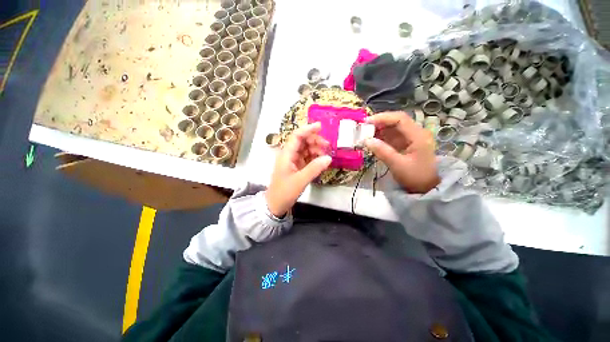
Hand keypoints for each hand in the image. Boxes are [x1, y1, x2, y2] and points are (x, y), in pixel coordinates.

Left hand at [266, 122, 331, 216]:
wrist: (275, 204)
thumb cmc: (284, 192)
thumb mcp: (300, 181)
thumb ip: (314, 169)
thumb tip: (329, 158)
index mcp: (286, 154)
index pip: (296, 136)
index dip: (308, 129)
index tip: (321, 126)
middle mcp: (289, 154)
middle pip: (302, 141)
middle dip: (315, 140)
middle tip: (327, 146)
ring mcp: (292, 160)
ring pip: (305, 149)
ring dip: (315, 149)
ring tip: (326, 155)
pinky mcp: (296, 166)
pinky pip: (306, 157)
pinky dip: (314, 157)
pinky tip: (321, 160)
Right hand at [364, 111, 439, 192]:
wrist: (426, 187)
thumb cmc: (415, 177)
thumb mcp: (398, 165)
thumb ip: (382, 151)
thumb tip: (366, 140)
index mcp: (418, 136)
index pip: (400, 119)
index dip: (383, 118)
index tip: (367, 122)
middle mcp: (415, 133)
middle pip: (396, 121)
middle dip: (379, 123)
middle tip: (363, 128)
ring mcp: (410, 138)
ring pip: (393, 128)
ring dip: (379, 129)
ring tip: (365, 134)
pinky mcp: (405, 143)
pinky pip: (391, 136)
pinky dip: (381, 136)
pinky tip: (372, 140)